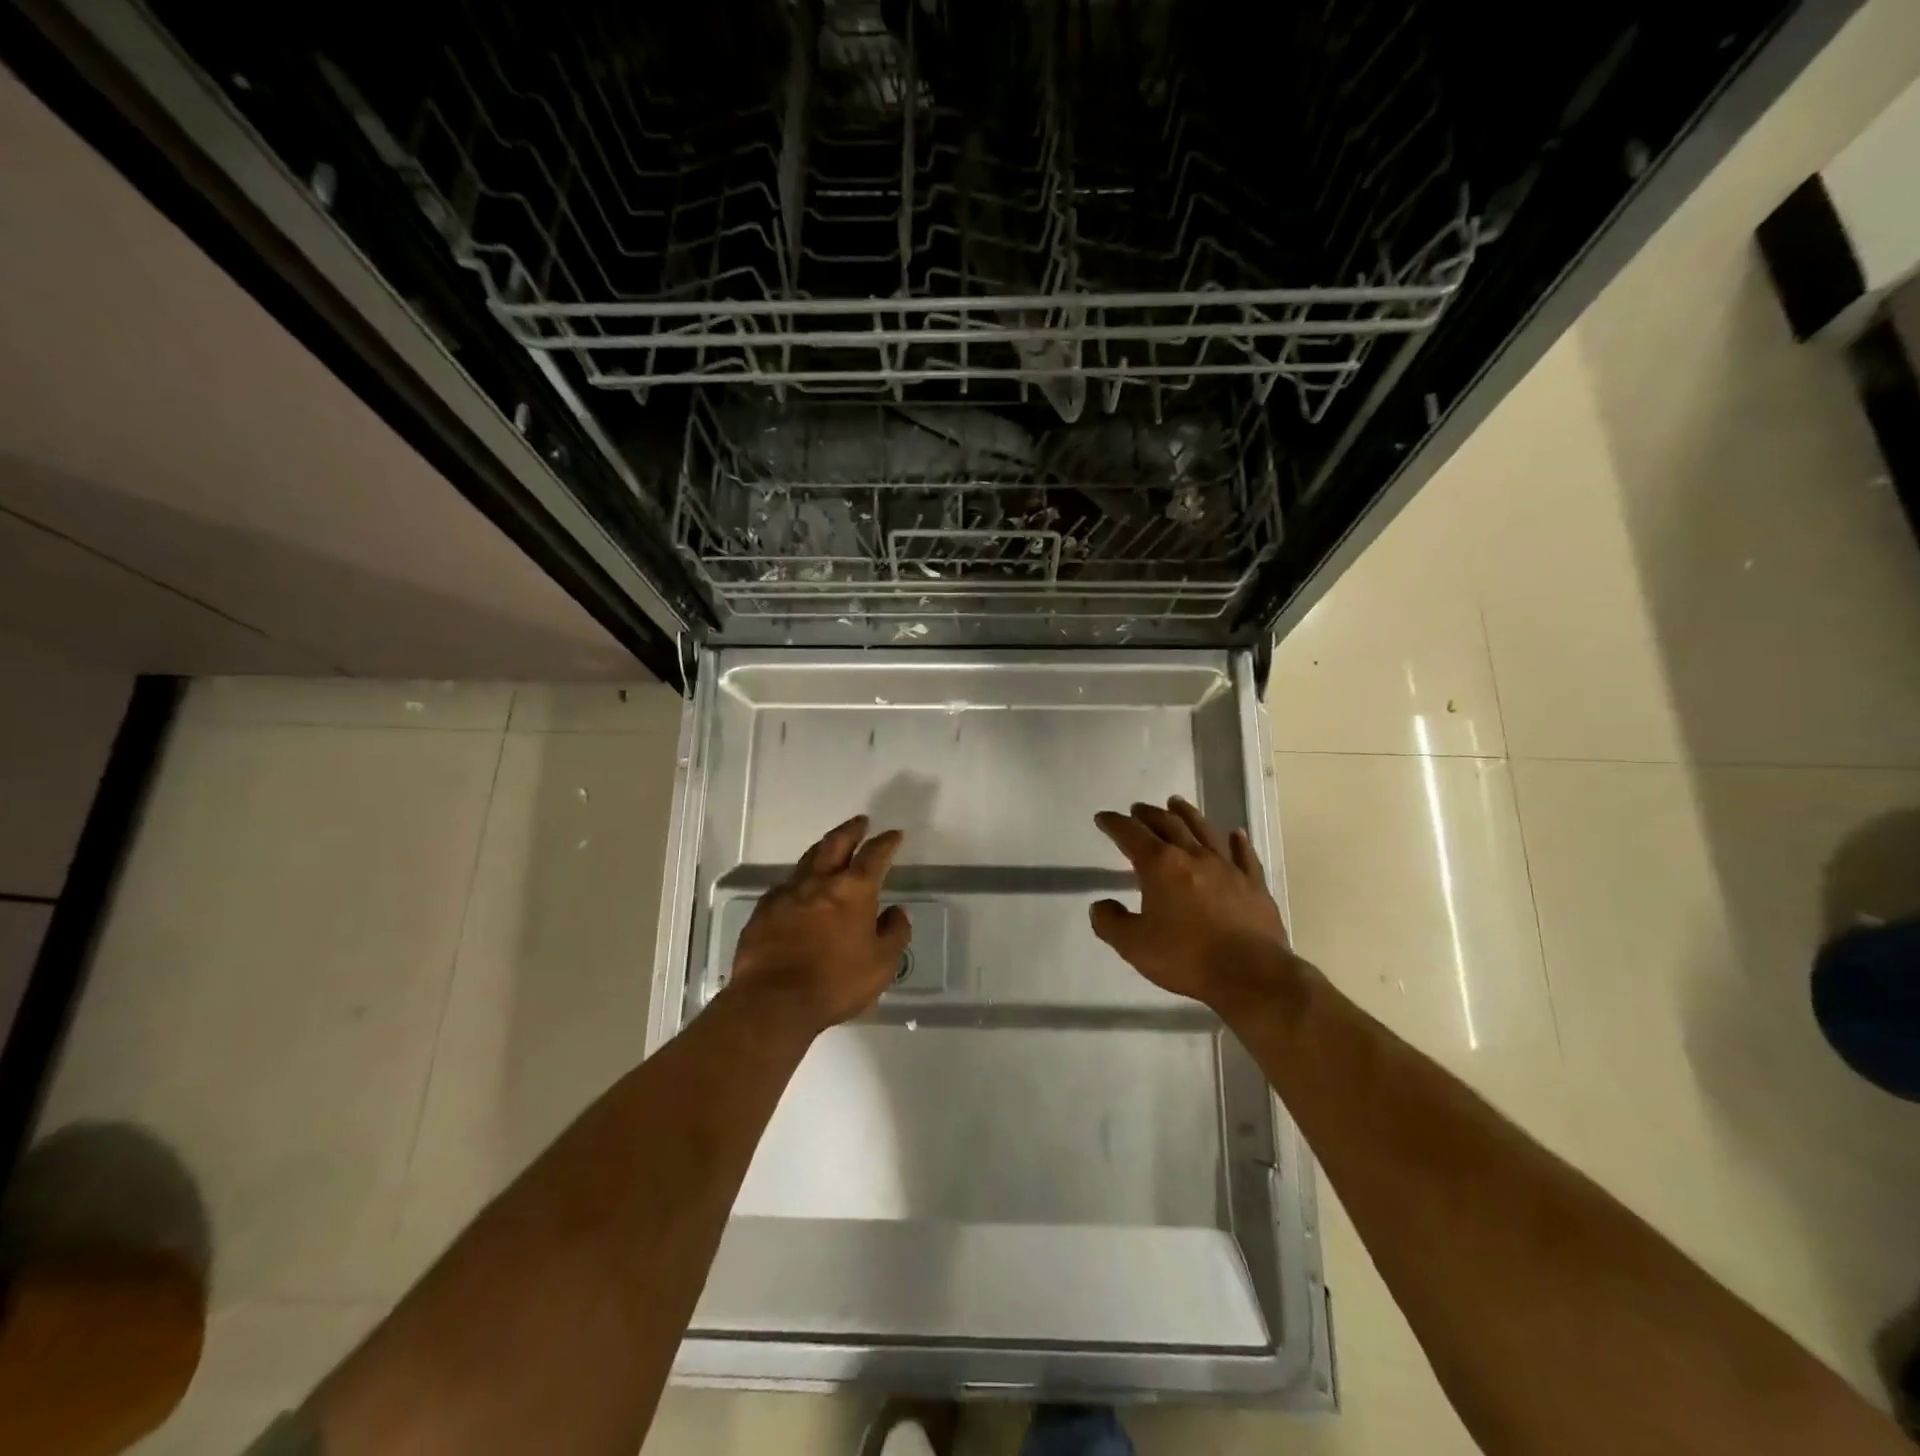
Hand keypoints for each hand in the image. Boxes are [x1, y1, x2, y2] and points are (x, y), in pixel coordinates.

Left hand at [727, 814, 910, 1035]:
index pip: (874, 855)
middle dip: (851, 830)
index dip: (886, 842)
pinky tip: (798, 889)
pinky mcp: (763, 911)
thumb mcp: (881, 964)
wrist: (773, 1001)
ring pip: (807, 860)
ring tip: (831, 846)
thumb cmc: (836, 982)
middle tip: (860, 821)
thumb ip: (894, 933)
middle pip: (836, 844)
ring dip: (823, 849)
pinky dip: (798, 880)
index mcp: (853, 890)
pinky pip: (784, 886)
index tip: (893, 834)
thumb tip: (898, 911)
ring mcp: (787, 894)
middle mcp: (820, 882)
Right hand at [1091, 796, 1298, 1017]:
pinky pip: (1244, 856)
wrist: (1250, 974)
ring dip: (1187, 814)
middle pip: (1168, 825)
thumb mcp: (1133, 945)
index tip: (1103, 817)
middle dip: (1149, 814)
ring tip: (1176, 803)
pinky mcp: (1253, 885)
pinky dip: (1238, 842)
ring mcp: (1227, 868)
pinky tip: (1236, 834)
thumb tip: (1100, 905)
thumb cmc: (1186, 957)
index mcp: (1160, 866)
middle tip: (1137, 808)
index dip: (1114, 824)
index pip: (1131, 834)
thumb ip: (1110, 922)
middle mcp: (1193, 856)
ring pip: (1204, 830)